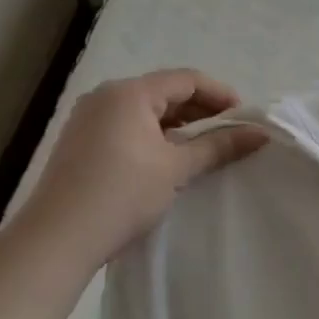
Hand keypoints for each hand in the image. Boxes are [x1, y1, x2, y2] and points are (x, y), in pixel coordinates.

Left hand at [20, 69, 266, 263]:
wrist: (58, 238)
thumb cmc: (123, 194)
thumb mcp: (177, 168)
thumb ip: (219, 146)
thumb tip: (260, 134)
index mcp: (130, 92)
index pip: (186, 79)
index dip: (220, 94)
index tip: (244, 118)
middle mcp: (106, 96)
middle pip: (164, 91)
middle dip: (200, 109)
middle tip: (229, 133)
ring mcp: (88, 118)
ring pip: (144, 110)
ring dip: (177, 124)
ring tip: (203, 147)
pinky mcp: (80, 141)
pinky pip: (126, 125)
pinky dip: (153, 135)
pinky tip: (168, 158)